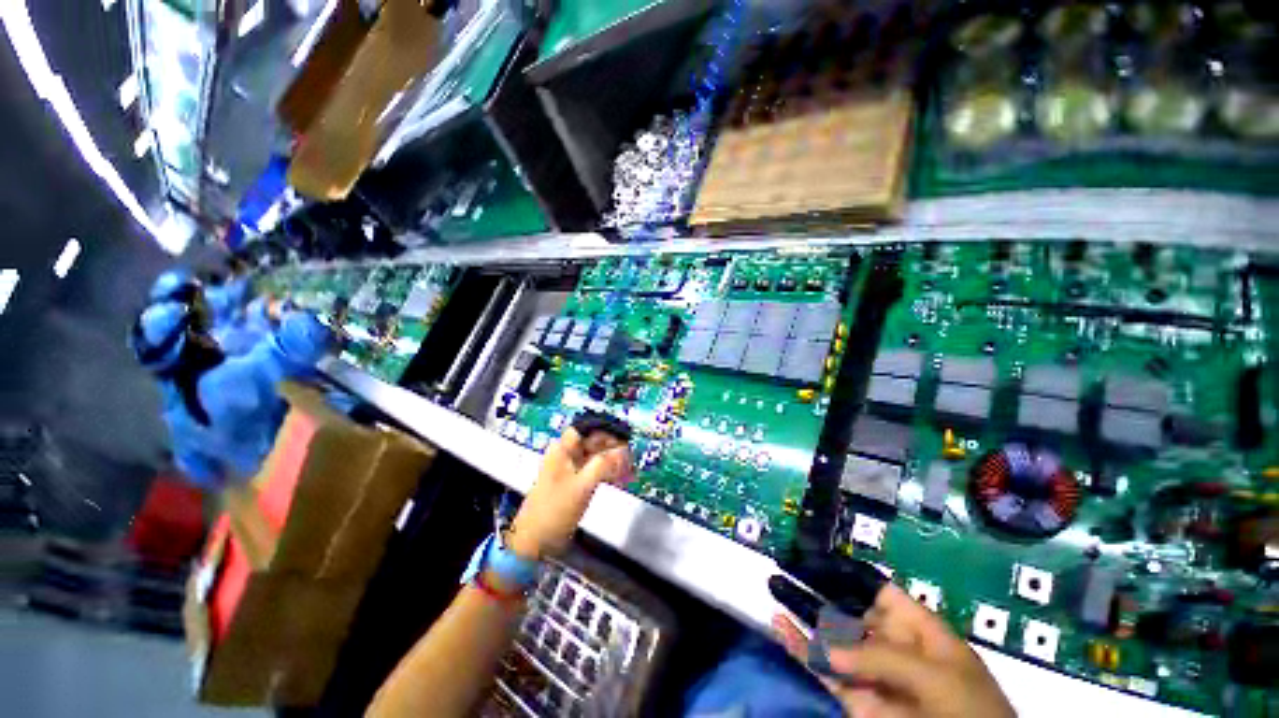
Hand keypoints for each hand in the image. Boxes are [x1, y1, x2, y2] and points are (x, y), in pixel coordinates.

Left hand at [508, 428, 632, 559]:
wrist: (534, 541)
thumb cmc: (556, 509)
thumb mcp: (582, 486)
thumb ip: (604, 465)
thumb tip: (624, 450)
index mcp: (563, 449)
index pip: (587, 428)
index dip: (606, 430)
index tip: (625, 439)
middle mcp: (566, 454)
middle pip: (593, 441)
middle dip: (613, 447)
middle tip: (632, 458)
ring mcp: (570, 468)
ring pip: (596, 456)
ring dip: (613, 461)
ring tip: (630, 470)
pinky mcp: (574, 482)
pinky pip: (594, 470)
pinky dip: (607, 473)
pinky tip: (621, 480)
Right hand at [773, 583, 1014, 717]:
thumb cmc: (971, 712)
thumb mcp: (938, 678)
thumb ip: (882, 657)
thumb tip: (829, 647)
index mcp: (919, 631)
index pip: (880, 592)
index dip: (849, 574)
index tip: (817, 559)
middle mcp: (891, 647)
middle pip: (848, 610)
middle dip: (817, 589)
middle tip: (786, 567)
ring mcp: (872, 675)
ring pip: (830, 639)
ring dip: (801, 614)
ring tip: (773, 587)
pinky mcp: (856, 702)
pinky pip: (823, 671)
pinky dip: (800, 649)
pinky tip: (778, 626)